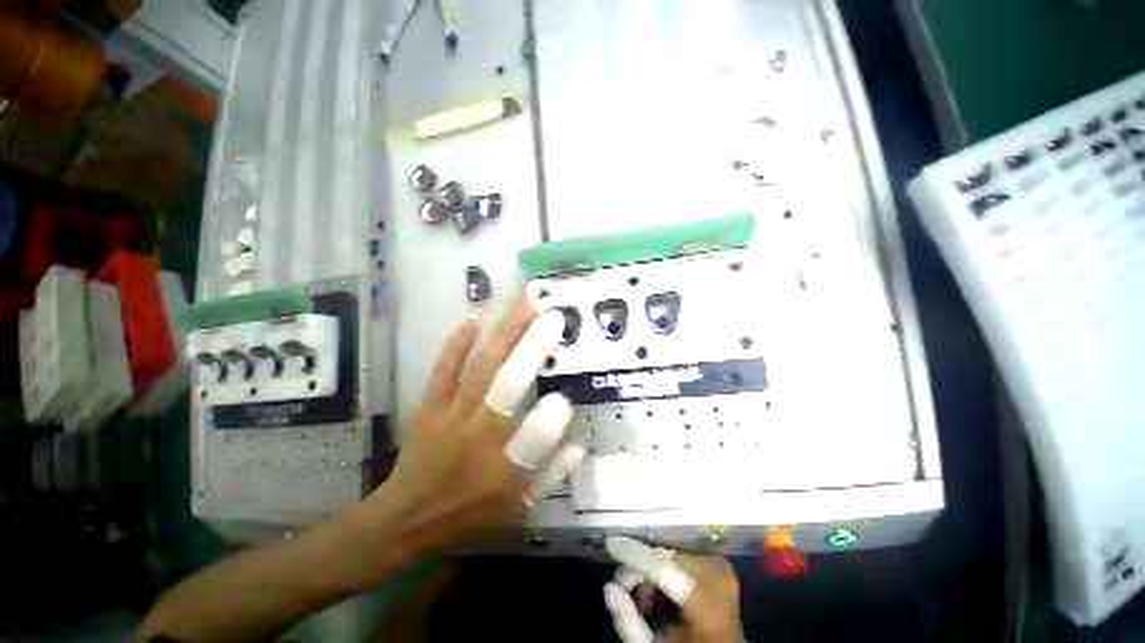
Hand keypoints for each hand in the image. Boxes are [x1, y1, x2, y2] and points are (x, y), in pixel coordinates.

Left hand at [368, 299, 586, 554]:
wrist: (405, 516)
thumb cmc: (467, 511)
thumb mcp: (516, 505)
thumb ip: (551, 474)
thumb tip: (580, 443)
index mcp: (503, 468)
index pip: (533, 441)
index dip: (550, 421)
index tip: (566, 396)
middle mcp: (478, 436)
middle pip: (507, 387)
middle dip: (531, 350)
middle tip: (552, 318)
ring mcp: (451, 416)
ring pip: (480, 370)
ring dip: (503, 336)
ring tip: (523, 306)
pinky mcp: (431, 406)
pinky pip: (444, 371)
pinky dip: (457, 346)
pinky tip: (474, 321)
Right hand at [603, 537, 744, 642]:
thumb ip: (630, 623)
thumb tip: (610, 588)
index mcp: (708, 606)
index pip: (664, 569)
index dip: (635, 555)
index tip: (611, 543)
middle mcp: (719, 578)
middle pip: (665, 557)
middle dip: (642, 569)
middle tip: (631, 593)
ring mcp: (721, 567)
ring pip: (670, 551)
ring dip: (653, 568)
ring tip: (650, 599)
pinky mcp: (719, 562)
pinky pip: (681, 552)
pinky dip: (666, 567)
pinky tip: (665, 591)